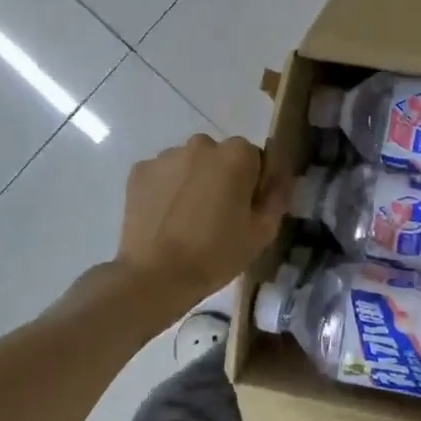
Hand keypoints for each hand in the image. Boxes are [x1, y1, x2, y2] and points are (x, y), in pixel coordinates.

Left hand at [115, 135, 289, 307]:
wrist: (155, 276)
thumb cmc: (216, 254)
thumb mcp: (262, 232)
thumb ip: (277, 197)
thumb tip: (281, 178)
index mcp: (237, 154)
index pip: (255, 159)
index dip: (253, 185)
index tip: (245, 211)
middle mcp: (202, 144)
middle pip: (220, 157)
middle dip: (222, 178)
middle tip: (217, 216)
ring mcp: (166, 156)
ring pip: (190, 164)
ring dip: (193, 181)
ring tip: (187, 219)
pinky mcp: (139, 171)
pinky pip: (163, 175)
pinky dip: (166, 189)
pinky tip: (165, 218)